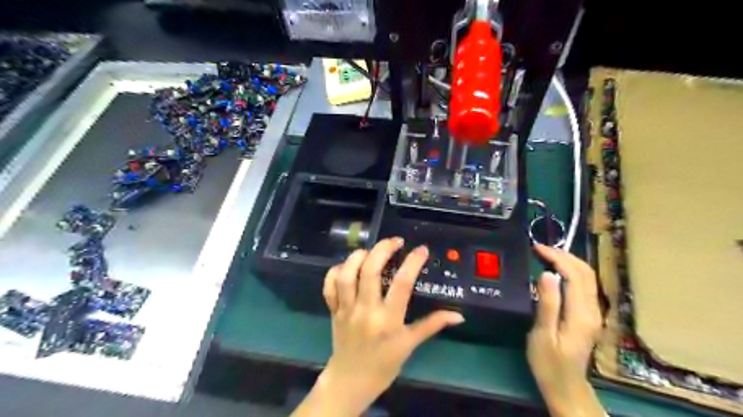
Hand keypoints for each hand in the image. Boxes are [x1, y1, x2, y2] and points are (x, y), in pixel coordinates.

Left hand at [293, 238, 461, 416]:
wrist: (351, 381)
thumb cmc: (384, 364)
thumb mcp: (410, 345)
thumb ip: (432, 325)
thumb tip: (458, 316)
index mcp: (388, 320)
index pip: (402, 284)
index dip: (412, 262)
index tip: (421, 249)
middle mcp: (366, 310)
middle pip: (370, 271)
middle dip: (382, 250)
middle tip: (395, 241)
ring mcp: (346, 309)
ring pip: (346, 275)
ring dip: (357, 257)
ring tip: (370, 251)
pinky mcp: (333, 310)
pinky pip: (329, 286)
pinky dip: (335, 272)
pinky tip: (347, 266)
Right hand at [528, 244, 602, 416]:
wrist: (566, 387)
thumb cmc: (548, 363)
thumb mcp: (543, 334)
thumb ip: (547, 304)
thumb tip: (546, 274)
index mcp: (581, 314)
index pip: (574, 275)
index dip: (557, 258)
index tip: (536, 249)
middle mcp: (592, 310)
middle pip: (586, 272)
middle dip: (564, 255)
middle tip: (540, 249)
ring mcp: (593, 313)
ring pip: (587, 277)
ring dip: (569, 261)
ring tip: (546, 255)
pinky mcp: (589, 316)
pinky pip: (584, 285)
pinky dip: (571, 272)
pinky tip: (557, 271)